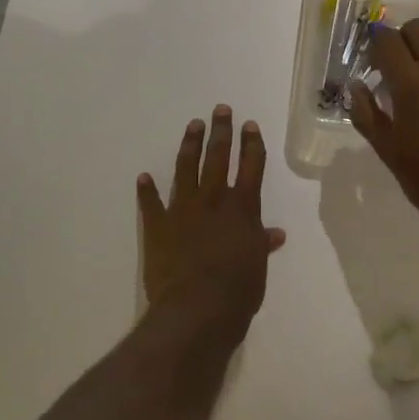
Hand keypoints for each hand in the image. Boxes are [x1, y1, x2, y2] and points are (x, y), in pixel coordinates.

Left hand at [137, 106, 286, 337]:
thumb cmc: (237, 291)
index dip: (252, 145)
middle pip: (219, 158)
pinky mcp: (158, 227)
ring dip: (190, 146)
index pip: (251, 168)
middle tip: (221, 110)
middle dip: (221, 132)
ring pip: (187, 169)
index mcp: (242, 209)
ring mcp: (183, 211)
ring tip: (193, 125)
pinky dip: (147, 190)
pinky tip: (144, 176)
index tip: (250, 125)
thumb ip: (261, 245)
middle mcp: (213, 201)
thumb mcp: (258, 267)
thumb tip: (275, 233)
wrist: (196, 310)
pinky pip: (151, 204)